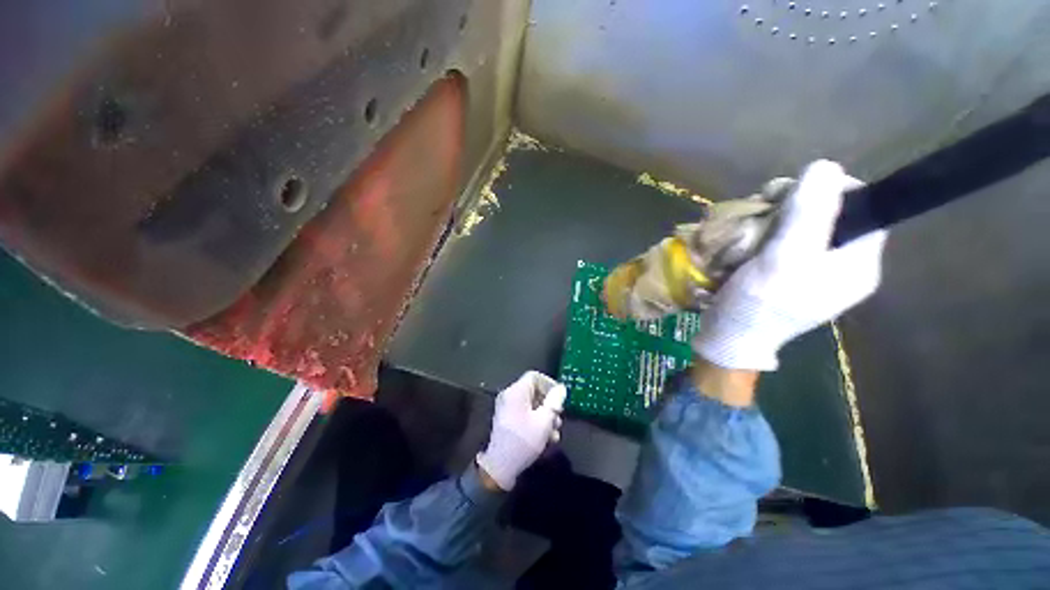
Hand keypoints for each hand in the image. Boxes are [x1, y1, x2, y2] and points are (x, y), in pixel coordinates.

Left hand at [476, 371, 565, 490]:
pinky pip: (524, 414)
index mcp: (516, 391)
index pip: (534, 376)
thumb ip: (554, 402)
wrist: (500, 467)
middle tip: (559, 419)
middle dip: (549, 405)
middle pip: (534, 391)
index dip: (549, 384)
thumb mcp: (544, 421)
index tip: (560, 398)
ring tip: (555, 433)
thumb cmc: (524, 441)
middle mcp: (509, 396)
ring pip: (531, 405)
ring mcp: (507, 408)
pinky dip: (536, 422)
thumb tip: (561, 389)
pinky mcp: (507, 421)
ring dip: (545, 416)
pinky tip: (546, 438)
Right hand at [693, 160, 887, 370]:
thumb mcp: (785, 259)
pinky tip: (745, 241)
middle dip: (793, 206)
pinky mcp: (788, 271)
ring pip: (800, 223)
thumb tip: (826, 166)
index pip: (861, 206)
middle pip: (828, 212)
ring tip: (747, 231)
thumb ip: (809, 215)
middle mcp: (842, 262)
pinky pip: (782, 239)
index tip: (789, 197)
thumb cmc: (759, 304)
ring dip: (772, 219)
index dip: (828, 191)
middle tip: (763, 213)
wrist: (729, 338)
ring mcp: (813, 268)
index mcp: (857, 262)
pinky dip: (762, 233)